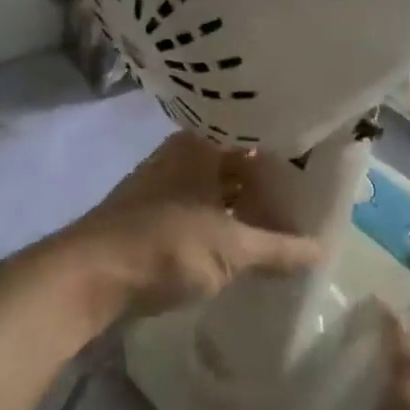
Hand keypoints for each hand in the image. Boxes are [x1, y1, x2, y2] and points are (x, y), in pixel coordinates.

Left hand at [65, 133, 322, 318]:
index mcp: (202, 144)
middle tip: (308, 200)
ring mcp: (164, 183)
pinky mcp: (152, 213)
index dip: (288, 148)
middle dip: (271, 183)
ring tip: (284, 225)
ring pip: (219, 187)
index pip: (255, 132)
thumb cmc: (166, 245)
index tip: (319, 163)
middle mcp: (182, 154)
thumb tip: (323, 251)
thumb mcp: (232, 248)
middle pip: (238, 161)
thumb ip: (280, 249)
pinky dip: (226, 222)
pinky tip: (245, 243)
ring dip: (247, 205)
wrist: (87, 276)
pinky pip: (202, 208)